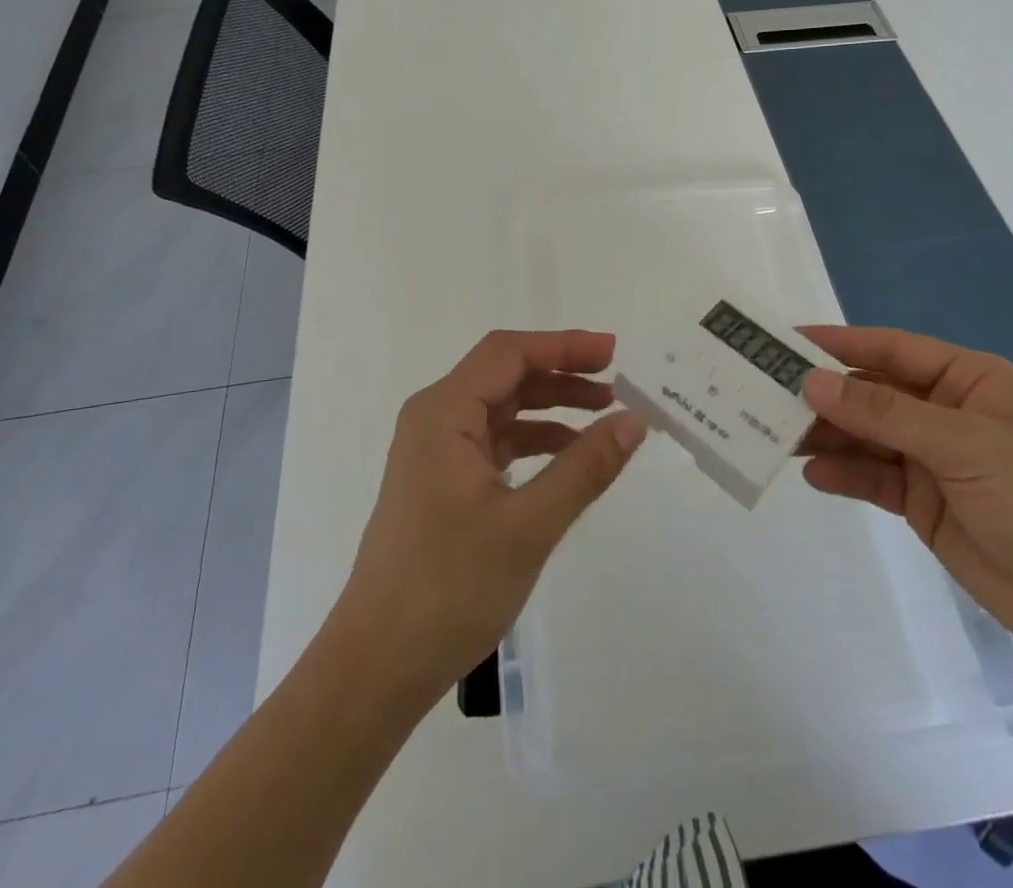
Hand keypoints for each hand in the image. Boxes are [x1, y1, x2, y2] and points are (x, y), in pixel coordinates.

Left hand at [331, 330, 646, 700]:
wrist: (377, 667)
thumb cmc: (448, 588)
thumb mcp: (528, 526)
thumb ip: (585, 468)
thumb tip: (635, 420)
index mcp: (443, 413)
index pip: (509, 353)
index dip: (563, 345)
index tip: (614, 352)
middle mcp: (434, 420)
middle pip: (505, 375)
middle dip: (562, 374)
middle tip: (618, 384)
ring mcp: (435, 452)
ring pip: (502, 408)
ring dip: (551, 407)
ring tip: (604, 417)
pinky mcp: (442, 482)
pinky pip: (495, 442)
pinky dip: (534, 441)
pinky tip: (569, 457)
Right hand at [798, 326, 1012, 657]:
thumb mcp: (964, 444)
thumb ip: (884, 412)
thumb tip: (813, 381)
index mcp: (966, 380)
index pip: (889, 349)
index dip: (837, 343)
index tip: (783, 342)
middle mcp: (944, 411)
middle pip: (870, 392)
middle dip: (824, 394)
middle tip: (765, 394)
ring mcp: (932, 458)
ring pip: (865, 435)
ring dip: (826, 435)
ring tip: (778, 436)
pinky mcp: (923, 501)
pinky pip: (872, 478)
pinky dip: (843, 474)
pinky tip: (813, 475)